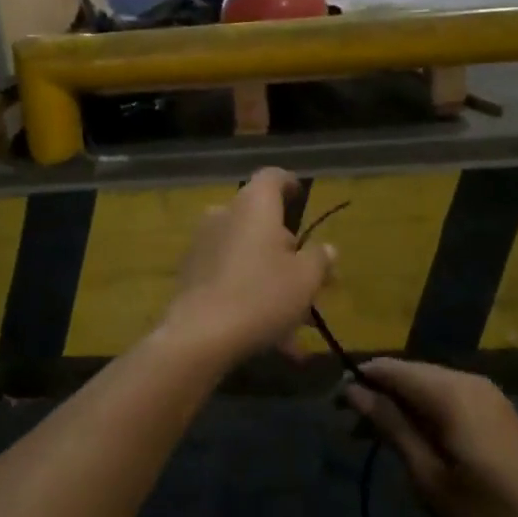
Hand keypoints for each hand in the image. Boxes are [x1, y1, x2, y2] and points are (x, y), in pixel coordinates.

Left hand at [165, 168, 334, 365]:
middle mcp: (225, 215)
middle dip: (287, 250)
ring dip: (272, 281)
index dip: (290, 184)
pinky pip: (230, 278)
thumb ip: (319, 259)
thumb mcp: (305, 279)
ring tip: (296, 323)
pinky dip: (251, 298)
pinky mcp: (191, 275)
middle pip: (262, 222)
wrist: (199, 336)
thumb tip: (326, 249)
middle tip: (311, 280)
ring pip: (248, 255)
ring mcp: (203, 244)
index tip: (301, 198)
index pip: (273, 177)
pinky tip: (272, 339)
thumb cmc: (262, 295)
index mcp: (255, 205)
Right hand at [347, 359, 517, 516]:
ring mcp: (486, 393)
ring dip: (401, 406)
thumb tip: (354, 390)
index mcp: (447, 390)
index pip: (389, 368)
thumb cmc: (490, 513)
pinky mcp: (498, 411)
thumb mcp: (429, 477)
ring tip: (377, 440)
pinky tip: (417, 441)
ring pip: (429, 386)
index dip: (358, 380)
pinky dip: (425, 412)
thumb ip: (391, 427)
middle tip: (351, 431)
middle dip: (378, 395)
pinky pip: (449, 397)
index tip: (333, 407)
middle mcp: (466, 379)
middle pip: (409, 374)